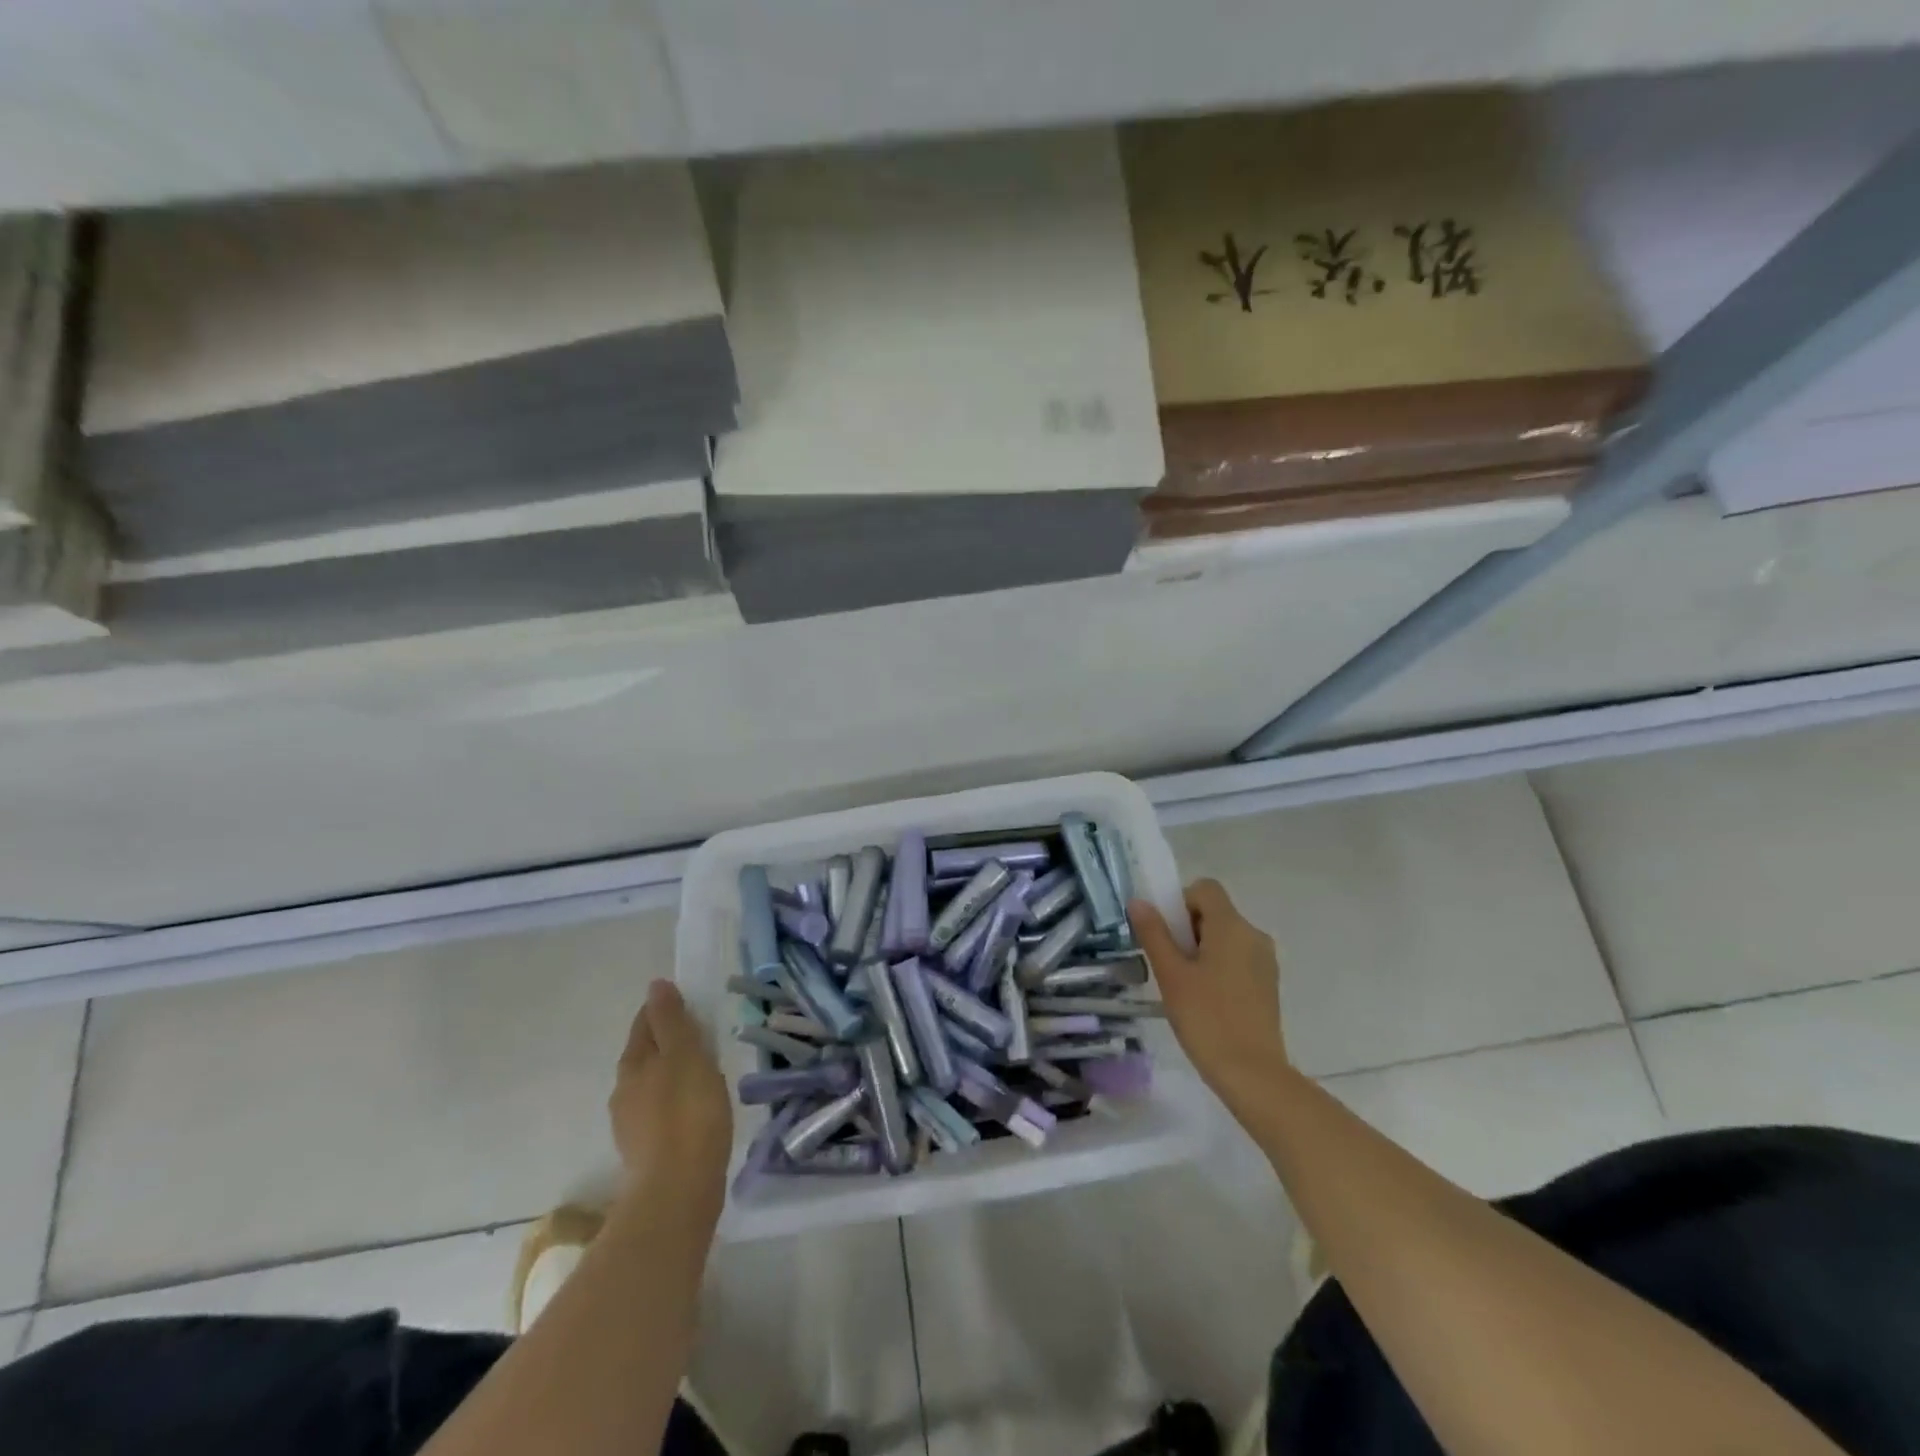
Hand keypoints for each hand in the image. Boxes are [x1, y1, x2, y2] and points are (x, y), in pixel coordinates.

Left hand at [609, 981, 732, 1205]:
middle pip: (645, 1054)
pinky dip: (675, 1103)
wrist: (678, 1191)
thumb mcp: (685, 1054)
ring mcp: (631, 1125)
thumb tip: (656, 985)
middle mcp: (624, 1091)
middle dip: (667, 1043)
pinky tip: (695, 1111)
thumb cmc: (687, 1112)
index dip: (664, 1010)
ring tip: (702, 1075)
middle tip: (700, 1038)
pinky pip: (660, 1113)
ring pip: (651, 1085)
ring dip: (671, 1075)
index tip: (689, 1005)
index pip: (645, 1023)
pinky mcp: (645, 1152)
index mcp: (632, 1063)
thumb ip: (671, 1020)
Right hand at [1131, 879, 1288, 1103]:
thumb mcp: (1171, 974)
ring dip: (1202, 949)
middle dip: (1187, 929)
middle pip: (1215, 912)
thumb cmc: (1206, 1018)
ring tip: (1185, 986)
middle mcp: (1253, 935)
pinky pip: (1238, 958)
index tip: (1166, 933)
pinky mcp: (1268, 984)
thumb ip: (1154, 933)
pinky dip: (1218, 967)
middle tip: (1169, 964)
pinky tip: (1206, 1001)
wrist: (1253, 1074)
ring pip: (1226, 937)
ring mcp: (1265, 961)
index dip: (1180, 901)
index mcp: (1231, 926)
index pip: (1205, 889)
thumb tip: (1139, 901)